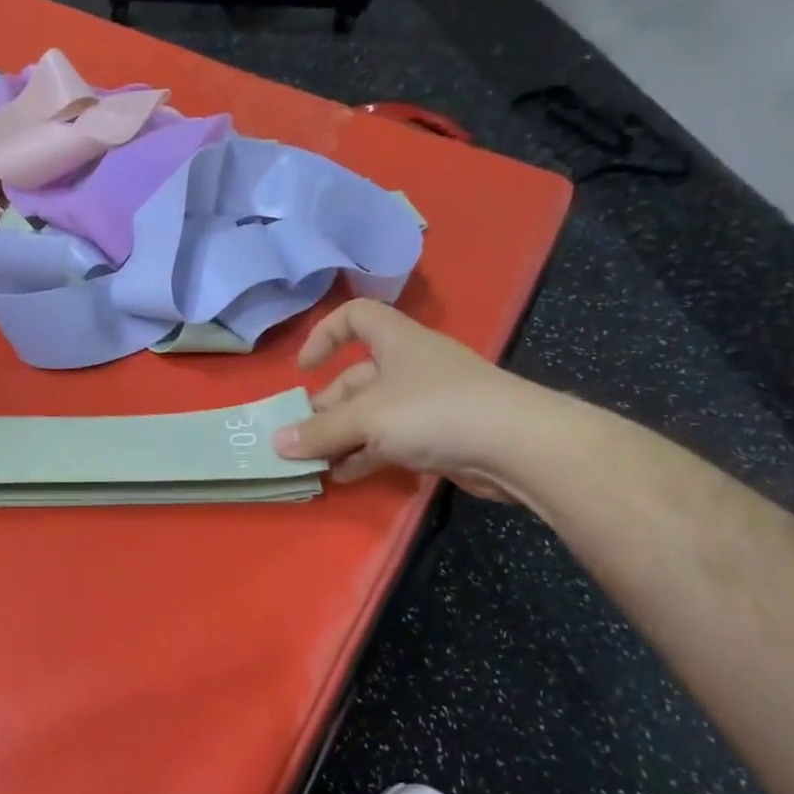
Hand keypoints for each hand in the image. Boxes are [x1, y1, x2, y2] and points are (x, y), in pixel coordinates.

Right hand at [272, 300, 558, 495]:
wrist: (516, 446)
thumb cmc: (433, 411)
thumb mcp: (366, 419)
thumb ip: (319, 432)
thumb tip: (277, 443)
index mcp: (396, 341)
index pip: (355, 316)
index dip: (324, 335)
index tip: (305, 369)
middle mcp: (410, 366)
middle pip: (356, 377)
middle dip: (325, 408)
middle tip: (298, 438)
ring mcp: (426, 402)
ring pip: (371, 415)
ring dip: (341, 438)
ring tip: (313, 464)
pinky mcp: (438, 436)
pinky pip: (390, 441)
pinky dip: (365, 456)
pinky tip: (344, 476)